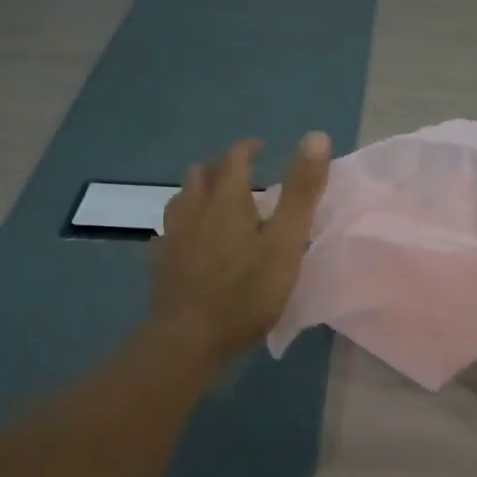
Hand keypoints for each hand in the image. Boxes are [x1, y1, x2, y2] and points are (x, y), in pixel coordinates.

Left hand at [148, 132, 331, 367]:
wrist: (188, 339)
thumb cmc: (246, 291)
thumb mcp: (286, 241)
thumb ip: (302, 191)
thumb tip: (317, 136)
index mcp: (226, 199)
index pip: (233, 158)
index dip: (247, 149)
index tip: (261, 149)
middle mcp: (193, 208)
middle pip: (201, 174)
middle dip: (221, 169)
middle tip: (243, 179)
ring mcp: (172, 236)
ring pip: (181, 199)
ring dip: (200, 193)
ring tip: (218, 207)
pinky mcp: (160, 263)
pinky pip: (170, 230)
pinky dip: (186, 225)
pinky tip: (193, 242)